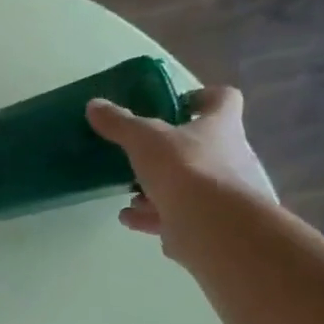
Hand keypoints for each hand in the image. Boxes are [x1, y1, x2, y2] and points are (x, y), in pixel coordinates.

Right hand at [86, 86, 275, 242]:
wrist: (212, 226)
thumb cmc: (186, 168)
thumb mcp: (144, 140)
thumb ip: (120, 124)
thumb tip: (94, 105)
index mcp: (221, 125)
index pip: (223, 99)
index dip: (202, 97)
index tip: (177, 104)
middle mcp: (230, 155)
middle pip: (201, 146)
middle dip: (170, 153)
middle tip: (142, 155)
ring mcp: (220, 193)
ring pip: (186, 184)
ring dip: (158, 188)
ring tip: (131, 193)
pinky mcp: (206, 223)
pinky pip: (176, 215)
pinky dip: (151, 216)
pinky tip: (129, 217)